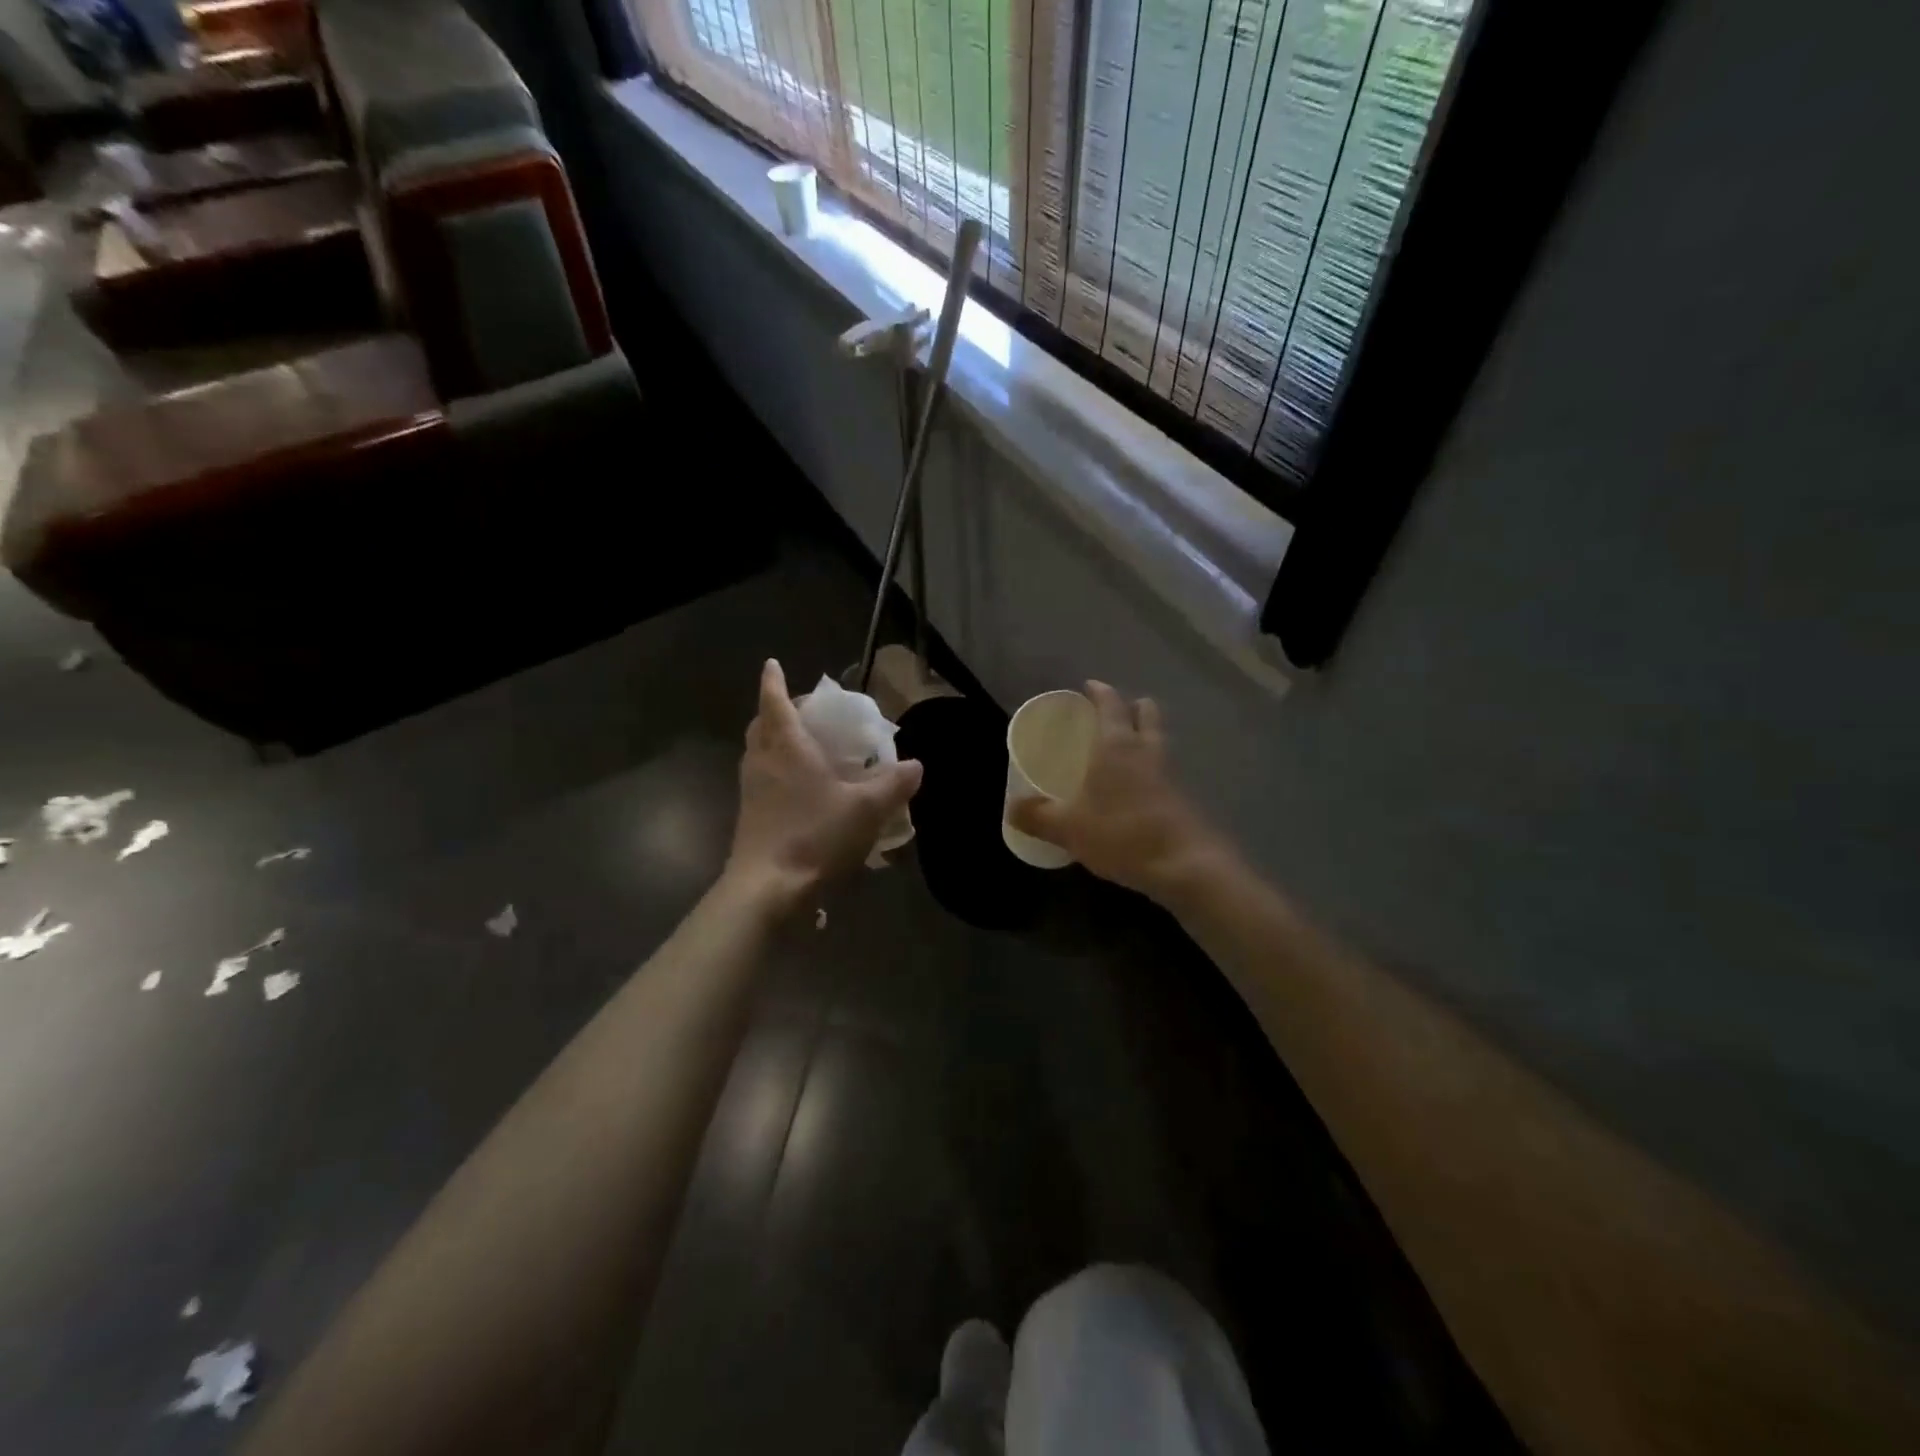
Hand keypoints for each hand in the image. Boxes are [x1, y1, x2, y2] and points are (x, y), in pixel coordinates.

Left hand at [725, 659, 922, 908]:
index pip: (775, 702)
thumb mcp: (866, 809)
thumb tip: (915, 765)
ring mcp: (752, 790)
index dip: (774, 682)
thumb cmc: (815, 835)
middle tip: (802, 711)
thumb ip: (893, 784)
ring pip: (759, 753)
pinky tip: (800, 789)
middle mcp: (763, 762)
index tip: (772, 665)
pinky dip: (776, 771)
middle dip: (777, 711)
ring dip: (774, 741)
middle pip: (762, 726)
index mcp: (787, 747)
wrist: (767, 888)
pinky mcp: (750, 816)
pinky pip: (761, 779)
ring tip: (804, 746)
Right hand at [1008, 681, 1226, 904]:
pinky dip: (1151, 771)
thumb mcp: (1068, 828)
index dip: (1099, 691)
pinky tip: (1135, 791)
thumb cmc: (1121, 834)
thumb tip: (1012, 809)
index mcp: (1117, 745)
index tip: (1089, 686)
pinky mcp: (1184, 799)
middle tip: (1111, 715)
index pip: (1110, 703)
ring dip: (1144, 737)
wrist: (1185, 866)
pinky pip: (1165, 771)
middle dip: (1131, 707)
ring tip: (1121, 753)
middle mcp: (1147, 750)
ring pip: (1158, 741)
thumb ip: (1038, 816)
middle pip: (1146, 713)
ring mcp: (1171, 774)